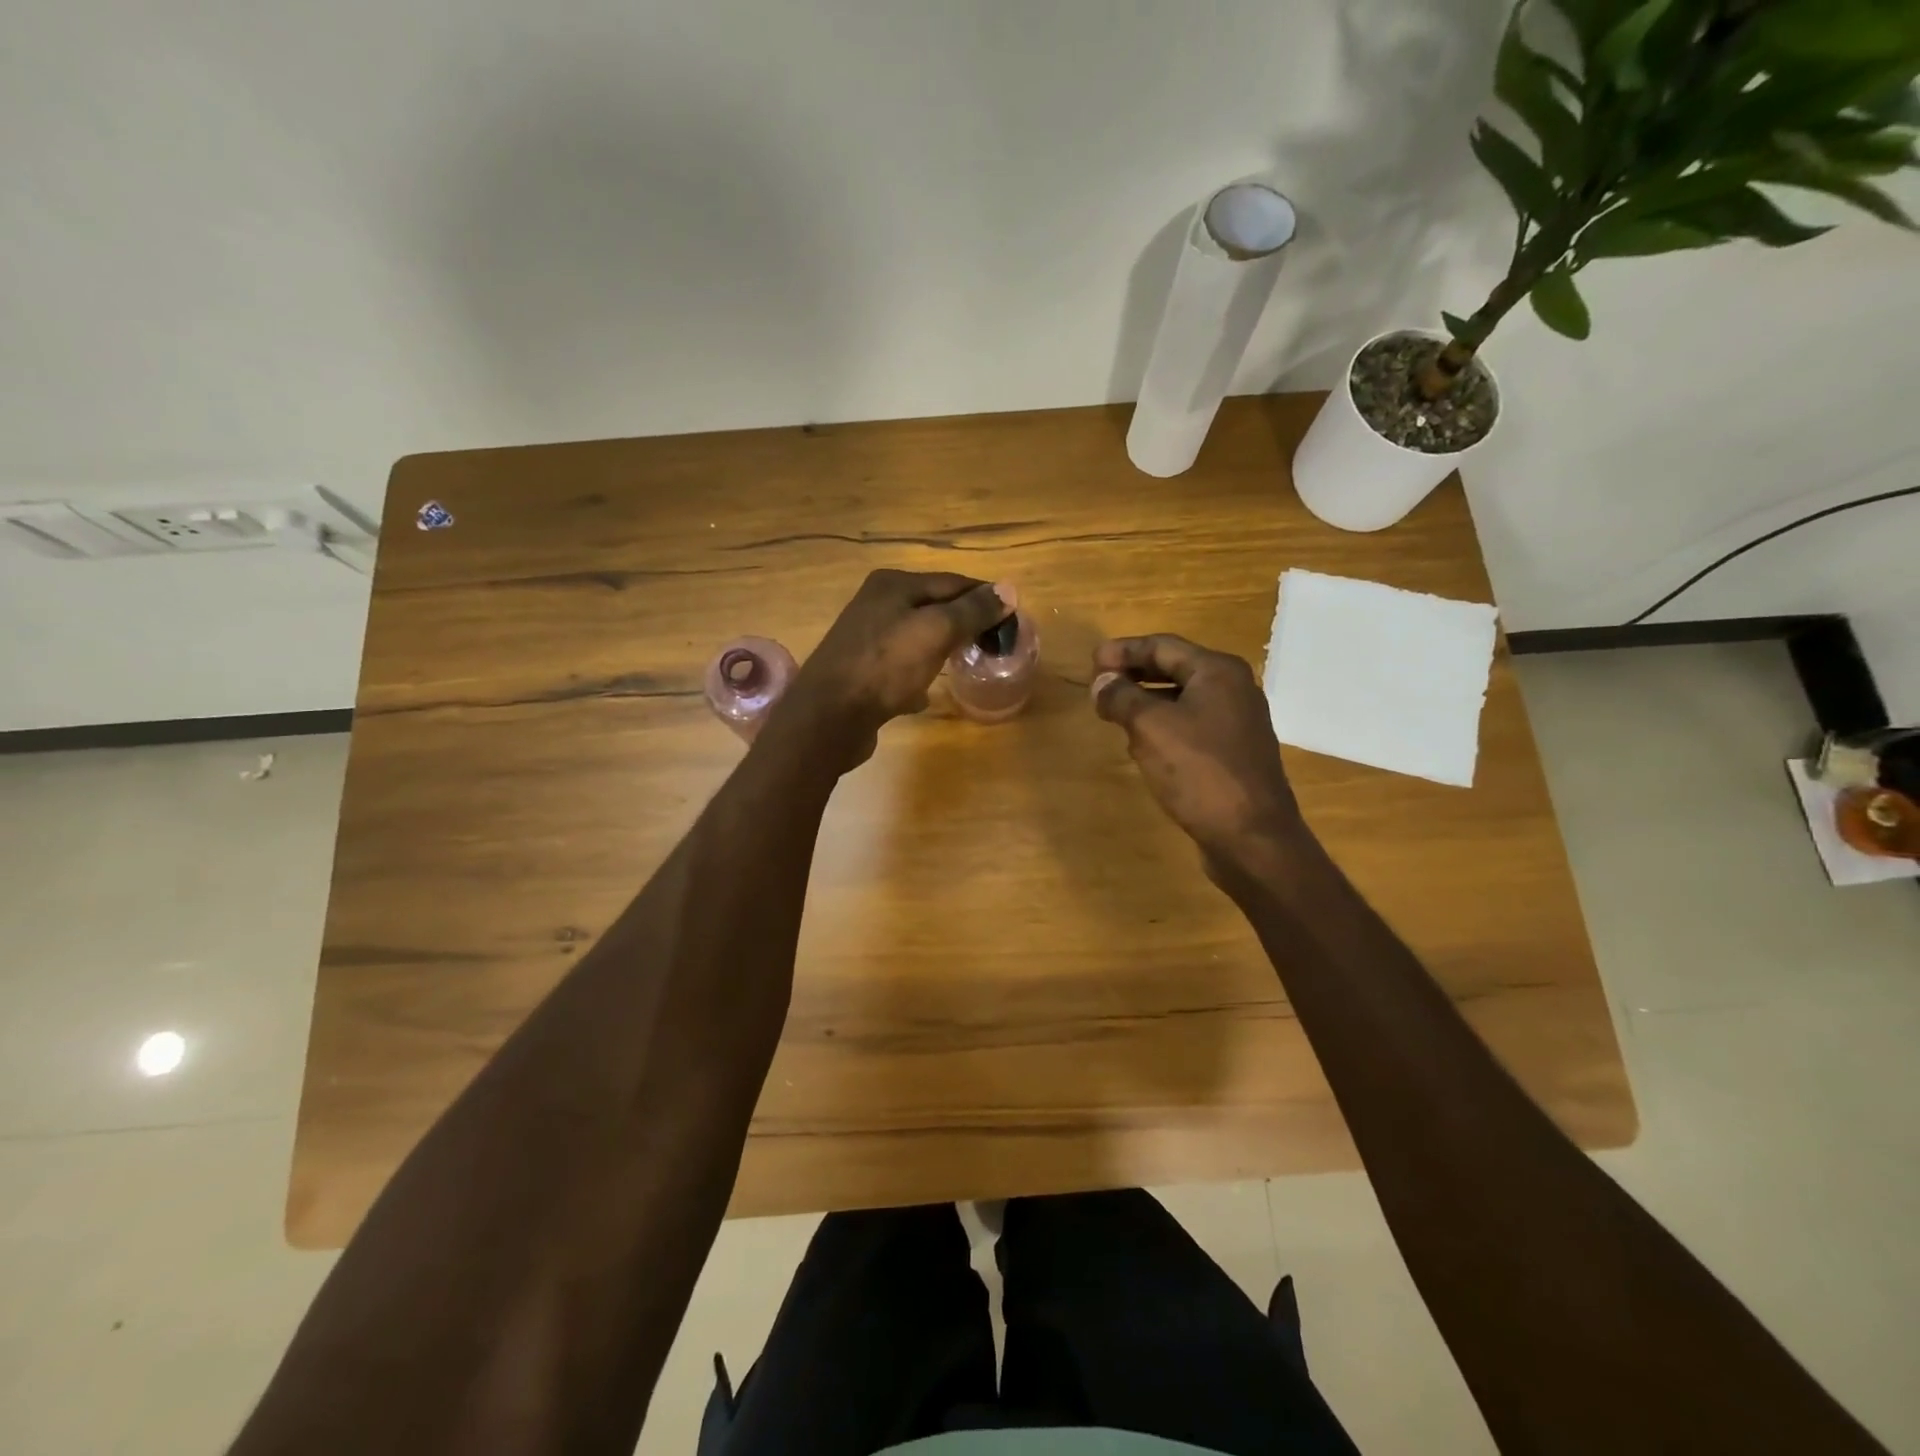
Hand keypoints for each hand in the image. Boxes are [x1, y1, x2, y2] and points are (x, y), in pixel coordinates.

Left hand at [772, 569, 1013, 770]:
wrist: (829, 716)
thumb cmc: (885, 666)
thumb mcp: (936, 631)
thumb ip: (972, 610)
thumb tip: (1010, 589)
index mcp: (894, 584)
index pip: (953, 582)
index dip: (986, 598)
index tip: (1013, 619)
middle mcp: (877, 604)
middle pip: (935, 607)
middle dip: (965, 624)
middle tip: (994, 645)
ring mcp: (866, 638)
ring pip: (918, 637)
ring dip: (943, 648)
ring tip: (967, 664)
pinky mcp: (862, 671)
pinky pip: (901, 667)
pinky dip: (918, 675)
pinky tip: (926, 694)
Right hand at [1090, 634, 1306, 865]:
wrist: (1251, 837)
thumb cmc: (1199, 772)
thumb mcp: (1150, 728)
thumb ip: (1121, 697)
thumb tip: (1100, 681)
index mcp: (1218, 671)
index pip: (1162, 645)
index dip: (1123, 650)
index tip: (1091, 661)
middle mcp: (1233, 689)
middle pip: (1174, 668)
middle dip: (1133, 675)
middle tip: (1099, 685)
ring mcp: (1236, 722)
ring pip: (1181, 699)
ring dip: (1145, 702)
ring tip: (1112, 713)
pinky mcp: (1233, 753)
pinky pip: (1190, 726)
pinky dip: (1162, 727)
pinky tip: (1141, 746)